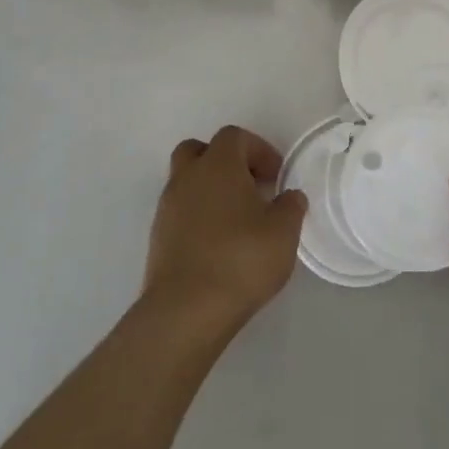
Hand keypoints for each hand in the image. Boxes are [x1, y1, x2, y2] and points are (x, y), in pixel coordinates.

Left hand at [144, 125, 306, 329]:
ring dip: (210, 190)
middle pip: (200, 150)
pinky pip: (180, 212)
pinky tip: (218, 244)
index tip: (276, 177)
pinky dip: (198, 217)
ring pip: (187, 181)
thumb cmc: (240, 260)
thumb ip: (291, 207)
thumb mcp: (283, 232)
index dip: (259, 150)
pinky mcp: (158, 237)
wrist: (185, 311)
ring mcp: (167, 207)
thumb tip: (289, 197)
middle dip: (226, 162)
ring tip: (236, 220)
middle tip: (249, 187)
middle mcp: (187, 177)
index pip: (234, 136)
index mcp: (218, 164)